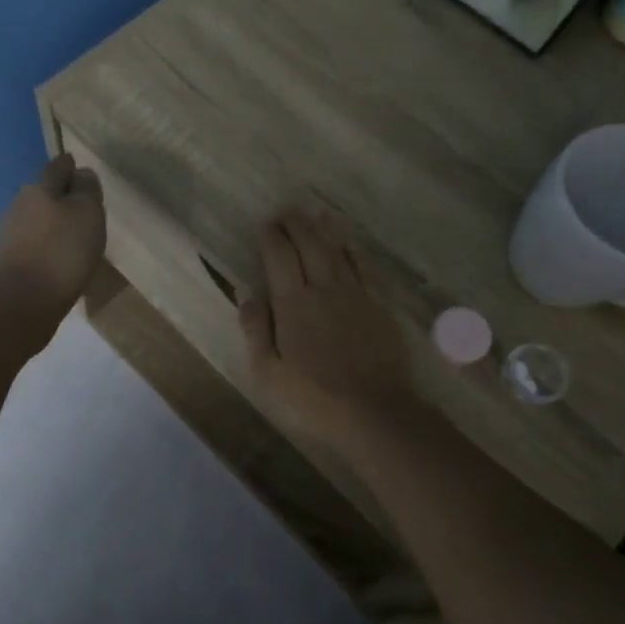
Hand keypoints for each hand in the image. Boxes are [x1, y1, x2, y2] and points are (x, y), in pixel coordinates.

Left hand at [0, 154, 105, 312]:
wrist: (23, 301)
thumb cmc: (62, 251)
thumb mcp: (87, 213)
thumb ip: (86, 190)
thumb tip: (81, 173)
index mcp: (39, 188)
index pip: (57, 167)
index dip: (70, 166)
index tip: (79, 169)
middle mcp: (18, 205)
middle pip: (43, 193)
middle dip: (59, 196)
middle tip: (81, 207)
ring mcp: (8, 234)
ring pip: (35, 220)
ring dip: (51, 224)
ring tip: (72, 237)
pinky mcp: (6, 261)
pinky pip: (31, 244)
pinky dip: (44, 246)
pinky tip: (56, 259)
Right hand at [239, 210, 414, 445]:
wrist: (375, 412)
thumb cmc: (312, 398)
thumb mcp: (267, 373)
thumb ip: (255, 330)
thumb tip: (246, 293)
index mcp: (292, 304)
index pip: (279, 258)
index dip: (272, 237)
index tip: (266, 223)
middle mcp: (324, 290)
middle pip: (310, 247)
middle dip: (296, 225)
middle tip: (288, 210)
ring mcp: (356, 297)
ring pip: (337, 253)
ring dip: (324, 232)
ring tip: (316, 215)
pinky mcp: (379, 309)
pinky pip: (365, 270)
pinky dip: (354, 254)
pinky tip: (350, 246)